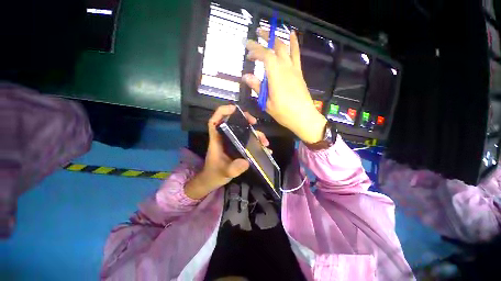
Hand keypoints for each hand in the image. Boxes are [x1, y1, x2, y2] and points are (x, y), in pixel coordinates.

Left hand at [185, 105, 269, 199]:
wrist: (214, 180)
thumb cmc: (214, 174)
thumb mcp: (223, 172)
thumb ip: (233, 168)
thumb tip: (246, 162)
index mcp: (217, 140)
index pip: (215, 121)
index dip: (222, 112)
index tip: (234, 108)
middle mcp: (225, 138)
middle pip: (233, 123)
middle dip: (245, 120)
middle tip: (254, 122)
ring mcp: (233, 143)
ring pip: (244, 133)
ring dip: (255, 134)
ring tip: (265, 142)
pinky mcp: (239, 148)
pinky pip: (249, 142)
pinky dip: (257, 143)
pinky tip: (265, 149)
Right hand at [243, 29, 326, 143]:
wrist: (304, 117)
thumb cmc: (284, 113)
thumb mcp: (267, 103)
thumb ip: (257, 88)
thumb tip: (246, 76)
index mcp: (276, 76)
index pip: (265, 55)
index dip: (255, 50)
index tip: (247, 52)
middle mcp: (285, 68)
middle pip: (275, 47)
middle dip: (265, 38)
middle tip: (255, 35)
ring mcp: (294, 69)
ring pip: (285, 48)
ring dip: (276, 38)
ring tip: (268, 32)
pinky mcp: (299, 73)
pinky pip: (297, 55)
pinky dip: (294, 43)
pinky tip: (292, 34)